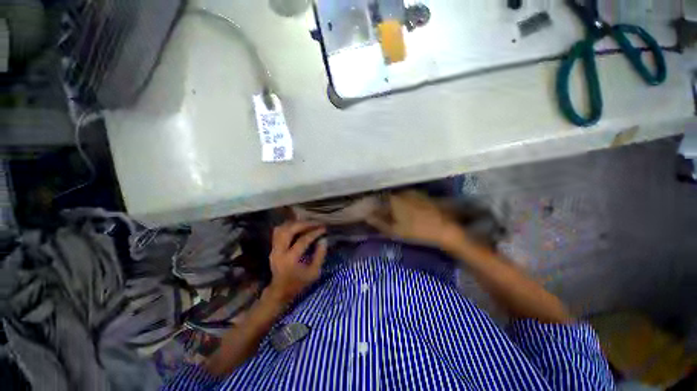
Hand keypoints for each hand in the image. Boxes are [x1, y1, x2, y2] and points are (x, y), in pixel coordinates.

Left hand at [267, 221, 327, 303]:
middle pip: (289, 230)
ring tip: (307, 223)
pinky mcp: (273, 247)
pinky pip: (279, 231)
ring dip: (295, 223)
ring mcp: (274, 249)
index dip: (314, 233)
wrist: (280, 291)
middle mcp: (279, 252)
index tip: (324, 228)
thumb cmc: (299, 283)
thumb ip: (320, 255)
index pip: (302, 240)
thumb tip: (323, 239)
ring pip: (282, 228)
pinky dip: (289, 226)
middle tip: (315, 222)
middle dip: (304, 224)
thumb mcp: (314, 272)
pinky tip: (298, 226)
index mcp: (290, 260)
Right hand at [367, 191, 465, 250]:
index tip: (372, 213)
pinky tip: (407, 212)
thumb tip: (367, 217)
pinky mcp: (422, 195)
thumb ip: (379, 222)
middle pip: (388, 197)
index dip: (374, 206)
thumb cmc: (417, 230)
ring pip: (398, 196)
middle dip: (384, 204)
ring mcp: (413, 192)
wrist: (445, 228)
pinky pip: (407, 197)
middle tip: (383, 215)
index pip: (378, 199)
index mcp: (394, 199)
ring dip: (394, 203)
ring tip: (395, 214)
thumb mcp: (395, 230)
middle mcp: (402, 192)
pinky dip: (404, 203)